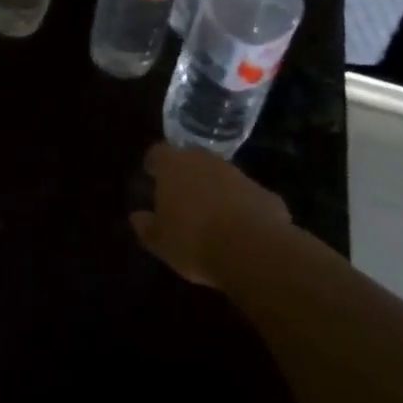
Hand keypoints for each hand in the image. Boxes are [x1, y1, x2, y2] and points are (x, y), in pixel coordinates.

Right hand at [130, 142, 292, 289]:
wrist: (254, 250)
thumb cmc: (194, 240)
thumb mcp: (160, 242)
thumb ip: (146, 227)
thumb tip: (136, 217)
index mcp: (174, 165)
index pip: (158, 152)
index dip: (155, 164)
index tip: (152, 177)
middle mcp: (205, 161)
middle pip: (192, 158)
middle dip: (187, 173)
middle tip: (183, 196)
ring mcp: (238, 174)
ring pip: (222, 175)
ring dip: (217, 189)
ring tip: (213, 216)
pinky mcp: (265, 193)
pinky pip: (248, 196)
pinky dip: (243, 207)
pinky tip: (243, 231)